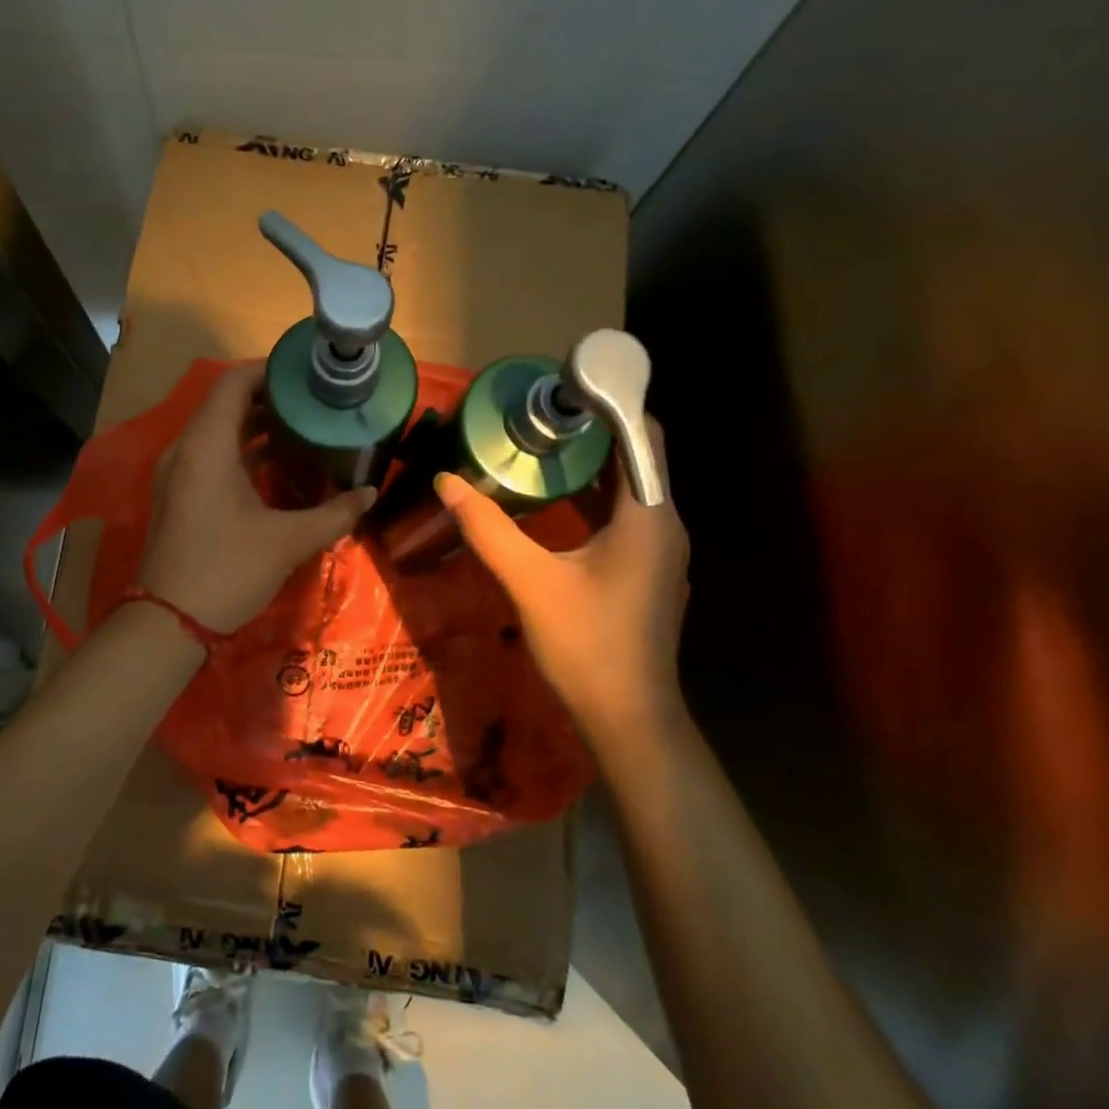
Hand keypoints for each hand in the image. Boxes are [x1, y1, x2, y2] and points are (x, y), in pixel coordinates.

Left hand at [138, 362, 374, 633]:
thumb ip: (334, 514)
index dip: (270, 370)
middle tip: (314, 402)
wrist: (167, 622)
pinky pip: (209, 454)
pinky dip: (240, 450)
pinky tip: (274, 465)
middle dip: (270, 398)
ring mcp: (176, 473)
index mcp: (207, 446)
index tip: (307, 374)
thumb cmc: (227, 570)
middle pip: (226, 403)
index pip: (234, 382)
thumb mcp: (288, 541)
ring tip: (301, 427)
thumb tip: (370, 494)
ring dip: (255, 426)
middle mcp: (185, 449)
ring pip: (217, 431)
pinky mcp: (177, 495)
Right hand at [434, 418, 688, 727]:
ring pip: (630, 488)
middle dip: (592, 431)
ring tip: (541, 443)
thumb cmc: (585, 644)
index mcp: (649, 517)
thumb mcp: (529, 581)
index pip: (643, 436)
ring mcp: (659, 550)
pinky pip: (624, 515)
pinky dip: (594, 495)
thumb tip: (445, 482)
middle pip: (636, 457)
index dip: (610, 404)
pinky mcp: (647, 570)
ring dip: (592, 463)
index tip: (562, 390)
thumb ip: (487, 528)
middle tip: (538, 414)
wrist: (628, 718)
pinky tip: (556, 497)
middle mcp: (663, 525)